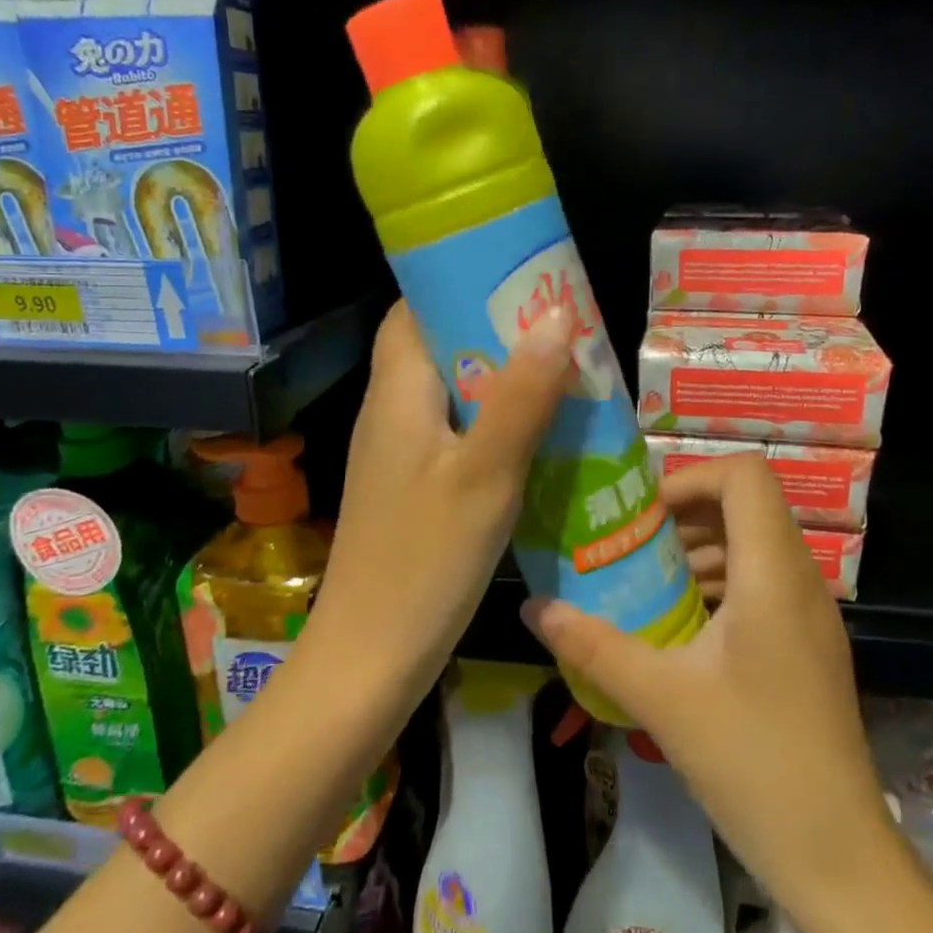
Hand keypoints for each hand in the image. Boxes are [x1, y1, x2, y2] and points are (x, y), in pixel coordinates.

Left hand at [309, 300, 575, 704]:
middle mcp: (390, 410)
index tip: (520, 276)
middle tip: (559, 325)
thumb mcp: (486, 473)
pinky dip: (493, 421)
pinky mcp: (411, 486)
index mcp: (397, 390)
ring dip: (500, 377)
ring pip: (451, 391)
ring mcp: (398, 451)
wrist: (370, 657)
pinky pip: (455, 431)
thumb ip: (521, 395)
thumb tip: (556, 315)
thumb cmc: (426, 559)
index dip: (462, 283)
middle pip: (438, 345)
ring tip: (562, 371)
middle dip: (495, 329)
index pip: (416, 308)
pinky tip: (538, 436)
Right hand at [524, 454, 889, 917]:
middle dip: (686, 513)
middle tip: (634, 545)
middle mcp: (800, 579)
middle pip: (747, 504)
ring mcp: (811, 613)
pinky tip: (681, 625)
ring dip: (701, 549)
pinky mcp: (809, 643)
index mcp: (772, 574)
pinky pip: (763, 582)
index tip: (644, 516)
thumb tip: (532, 609)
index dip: (691, 477)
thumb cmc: (751, 762)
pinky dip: (720, 582)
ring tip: (648, 583)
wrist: (837, 855)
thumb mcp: (661, 698)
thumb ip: (593, 646)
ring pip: (756, 544)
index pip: (746, 475)